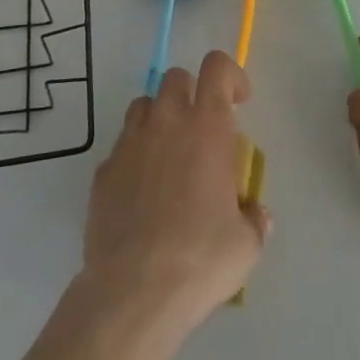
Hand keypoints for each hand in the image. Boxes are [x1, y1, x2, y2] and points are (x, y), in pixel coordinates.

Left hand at [81, 50, 270, 335]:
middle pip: (176, 77)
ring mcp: (129, 144)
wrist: (134, 291)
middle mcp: (166, 123)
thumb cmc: (201, 259)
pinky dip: (135, 157)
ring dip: (159, 118)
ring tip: (170, 155)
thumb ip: (254, 220)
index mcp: (207, 127)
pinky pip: (121, 147)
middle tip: (203, 128)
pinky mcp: (103, 171)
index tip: (240, 101)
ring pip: (143, 105)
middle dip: (192, 93)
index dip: (231, 75)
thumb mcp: (246, 245)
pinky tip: (143, 193)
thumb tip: (256, 215)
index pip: (217, 68)